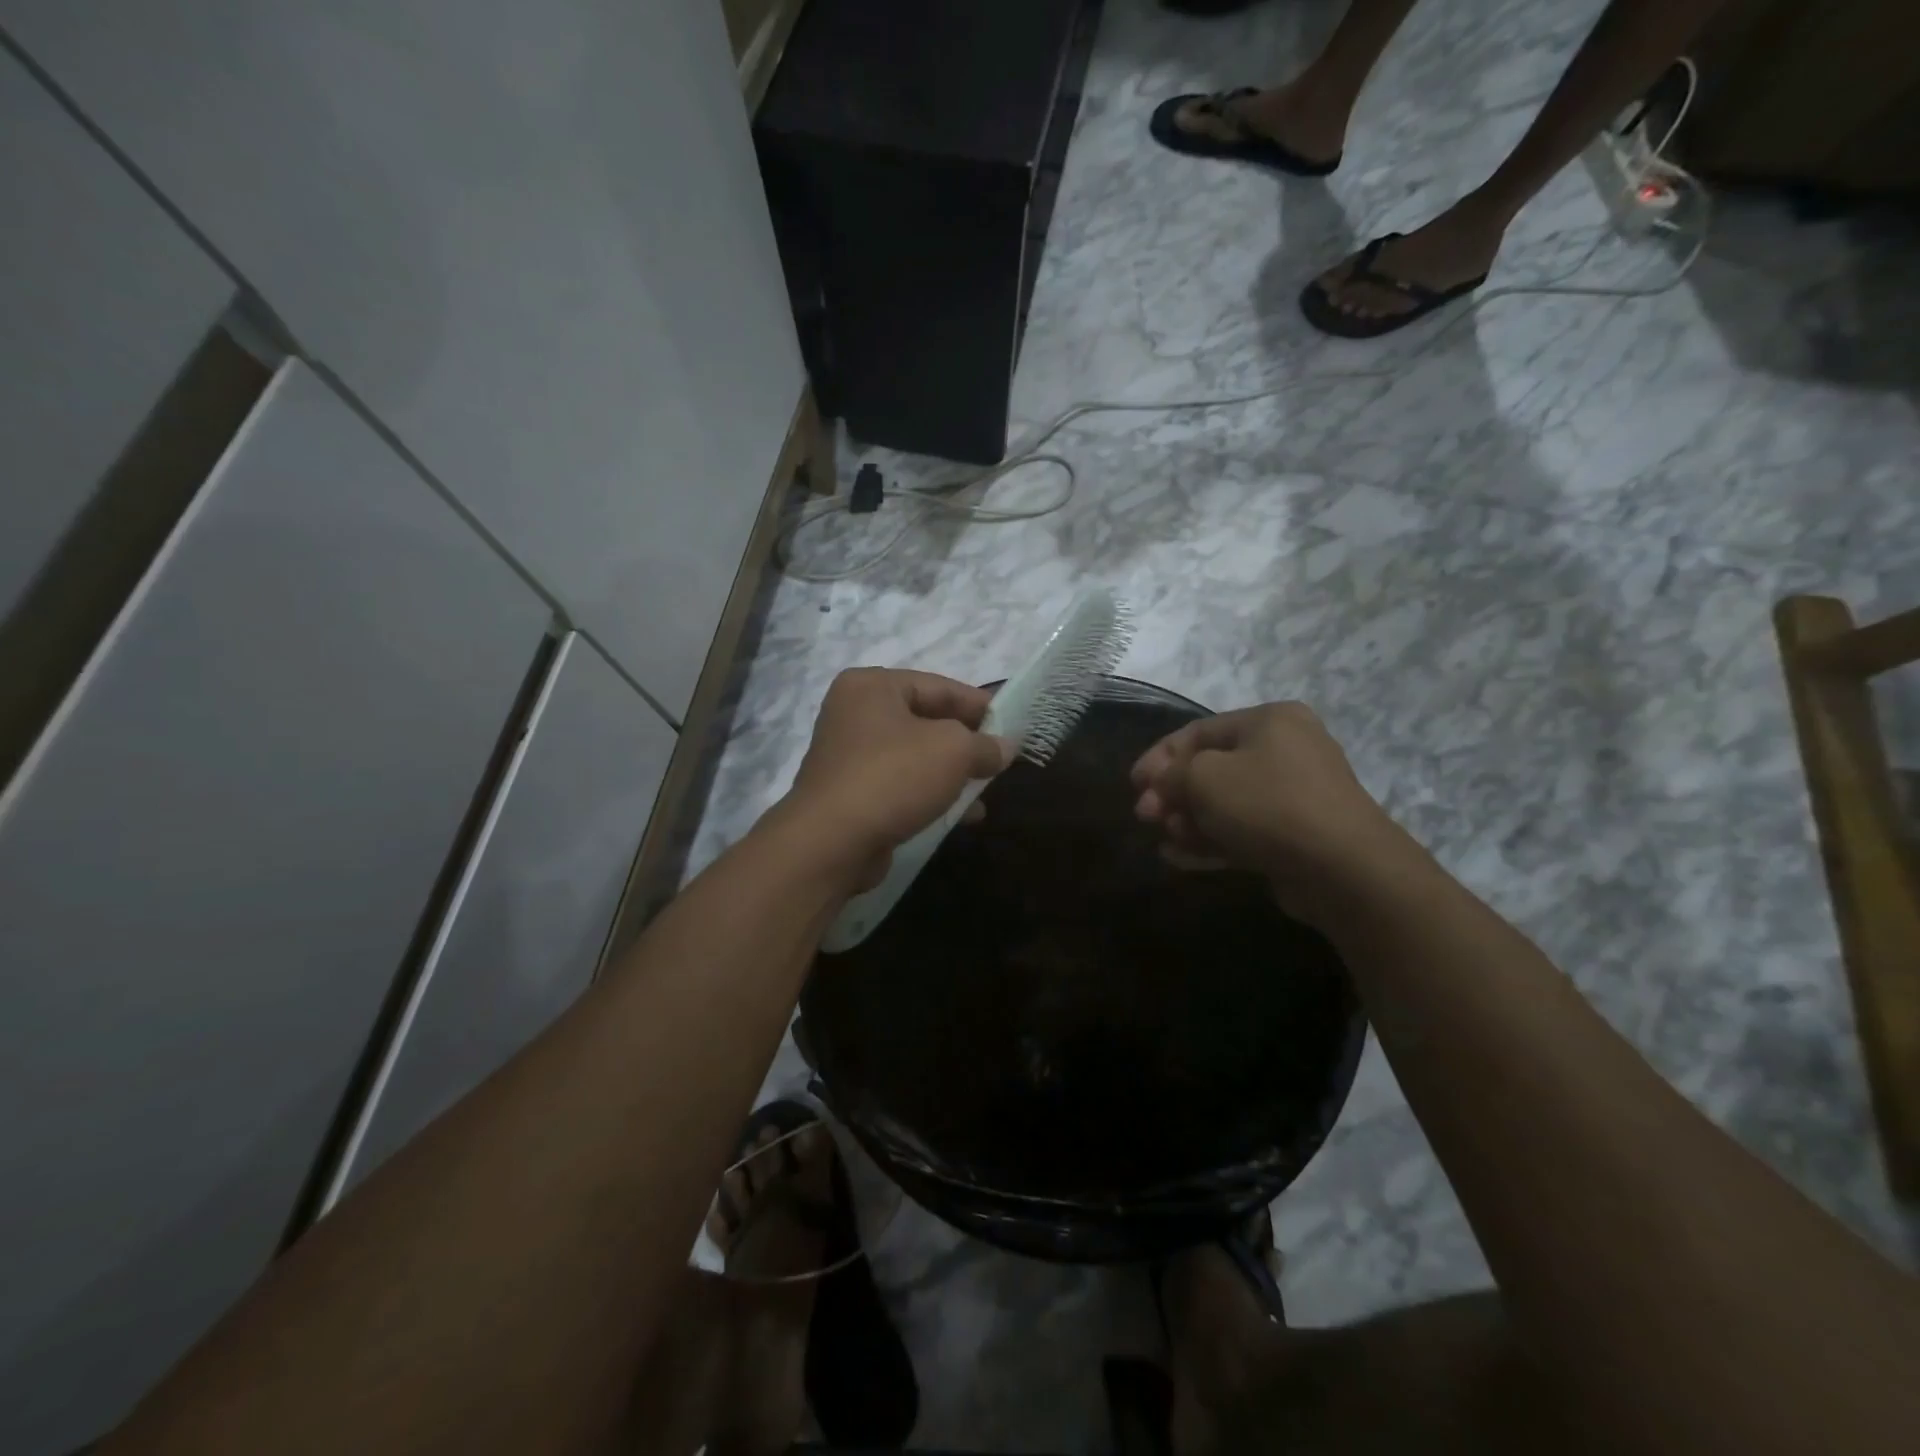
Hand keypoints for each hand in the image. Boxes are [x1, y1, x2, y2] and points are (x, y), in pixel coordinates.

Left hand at [776, 668, 1010, 884]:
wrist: (831, 842)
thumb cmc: (893, 777)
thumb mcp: (953, 751)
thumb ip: (984, 744)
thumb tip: (1005, 748)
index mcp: (872, 686)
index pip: (938, 686)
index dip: (979, 704)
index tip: (1011, 724)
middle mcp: (854, 713)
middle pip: (925, 720)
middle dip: (966, 742)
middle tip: (1000, 758)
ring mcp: (848, 755)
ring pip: (914, 756)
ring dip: (951, 773)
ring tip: (986, 791)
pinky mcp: (850, 793)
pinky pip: (900, 784)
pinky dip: (930, 794)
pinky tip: (961, 815)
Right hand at [1130, 702, 1418, 918]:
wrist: (1344, 868)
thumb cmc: (1268, 804)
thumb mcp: (1205, 778)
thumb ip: (1172, 774)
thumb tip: (1159, 784)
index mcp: (1270, 721)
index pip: (1199, 732)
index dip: (1160, 756)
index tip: (1134, 785)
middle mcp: (1285, 750)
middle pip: (1211, 769)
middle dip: (1174, 793)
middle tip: (1146, 817)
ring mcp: (1294, 794)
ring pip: (1226, 803)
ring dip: (1189, 820)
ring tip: (1165, 840)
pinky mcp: (1296, 834)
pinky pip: (1243, 830)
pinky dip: (1211, 840)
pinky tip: (1180, 857)